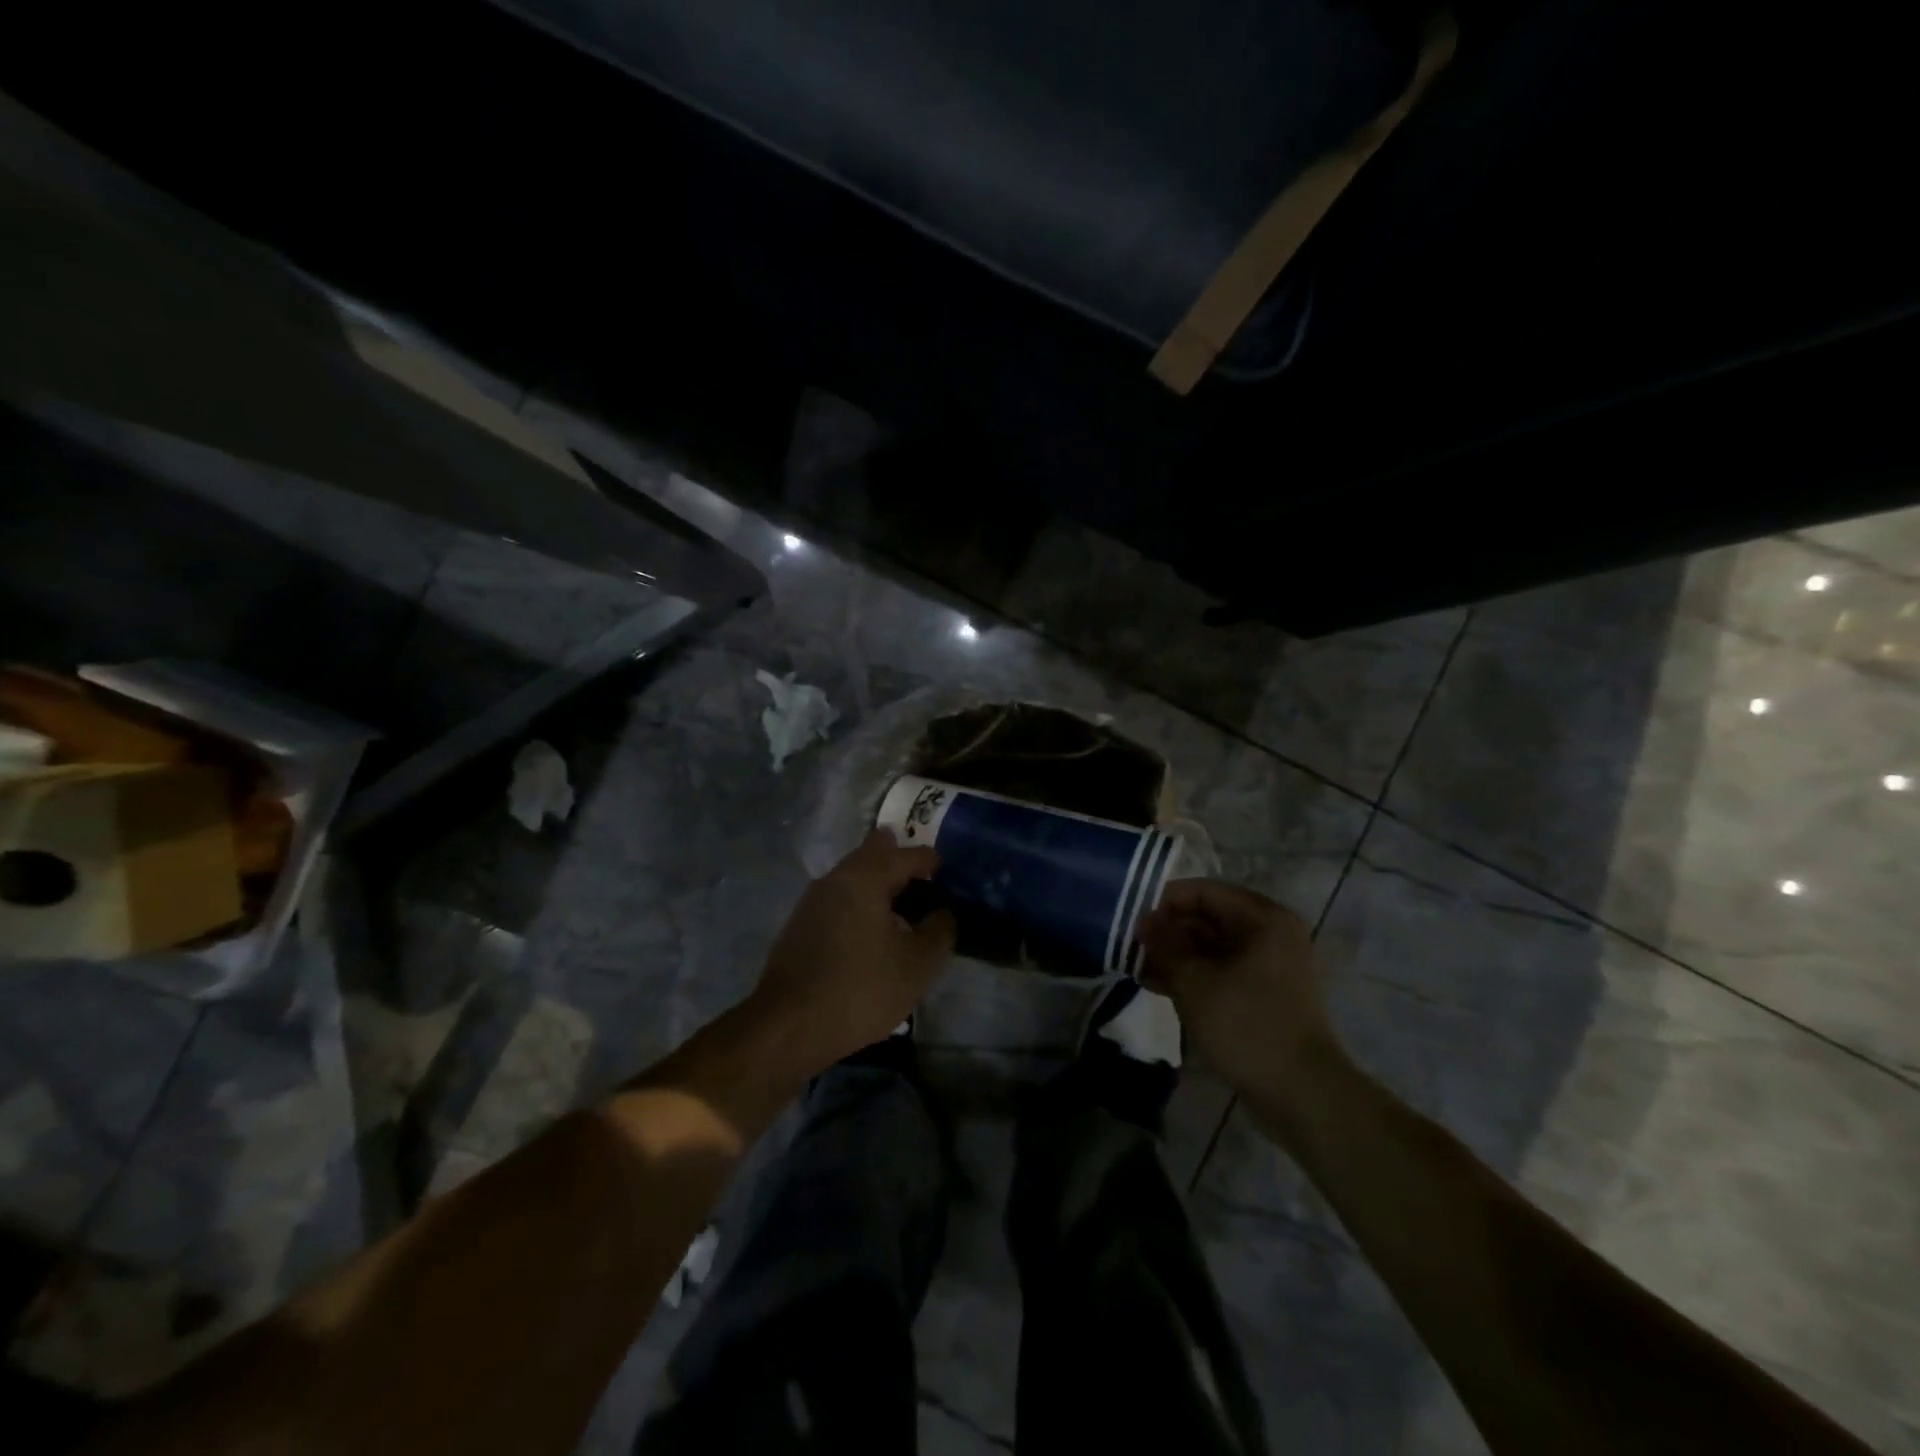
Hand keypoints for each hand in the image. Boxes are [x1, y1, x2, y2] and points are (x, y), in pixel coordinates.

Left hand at [746, 830, 955, 1075]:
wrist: (787, 1026)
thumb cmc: (860, 989)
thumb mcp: (917, 964)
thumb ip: (939, 930)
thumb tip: (942, 912)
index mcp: (866, 876)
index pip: (909, 854)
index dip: (934, 864)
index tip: (950, 882)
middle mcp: (837, 876)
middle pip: (876, 853)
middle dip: (902, 866)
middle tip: (926, 891)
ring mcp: (813, 898)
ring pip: (854, 876)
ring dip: (880, 886)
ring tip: (903, 916)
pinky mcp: (800, 923)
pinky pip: (840, 898)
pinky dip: (860, 904)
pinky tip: (871, 936)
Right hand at [1137, 880, 1342, 1106]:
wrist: (1302, 1094)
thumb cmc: (1247, 1025)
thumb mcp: (1195, 981)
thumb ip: (1166, 944)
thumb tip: (1144, 921)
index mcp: (1262, 919)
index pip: (1203, 892)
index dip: (1164, 903)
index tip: (1133, 924)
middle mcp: (1269, 933)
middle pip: (1207, 918)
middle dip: (1168, 932)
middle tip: (1131, 949)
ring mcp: (1268, 965)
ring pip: (1211, 947)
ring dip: (1175, 955)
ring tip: (1137, 970)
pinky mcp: (1262, 994)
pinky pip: (1220, 971)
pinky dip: (1192, 975)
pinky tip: (1158, 986)